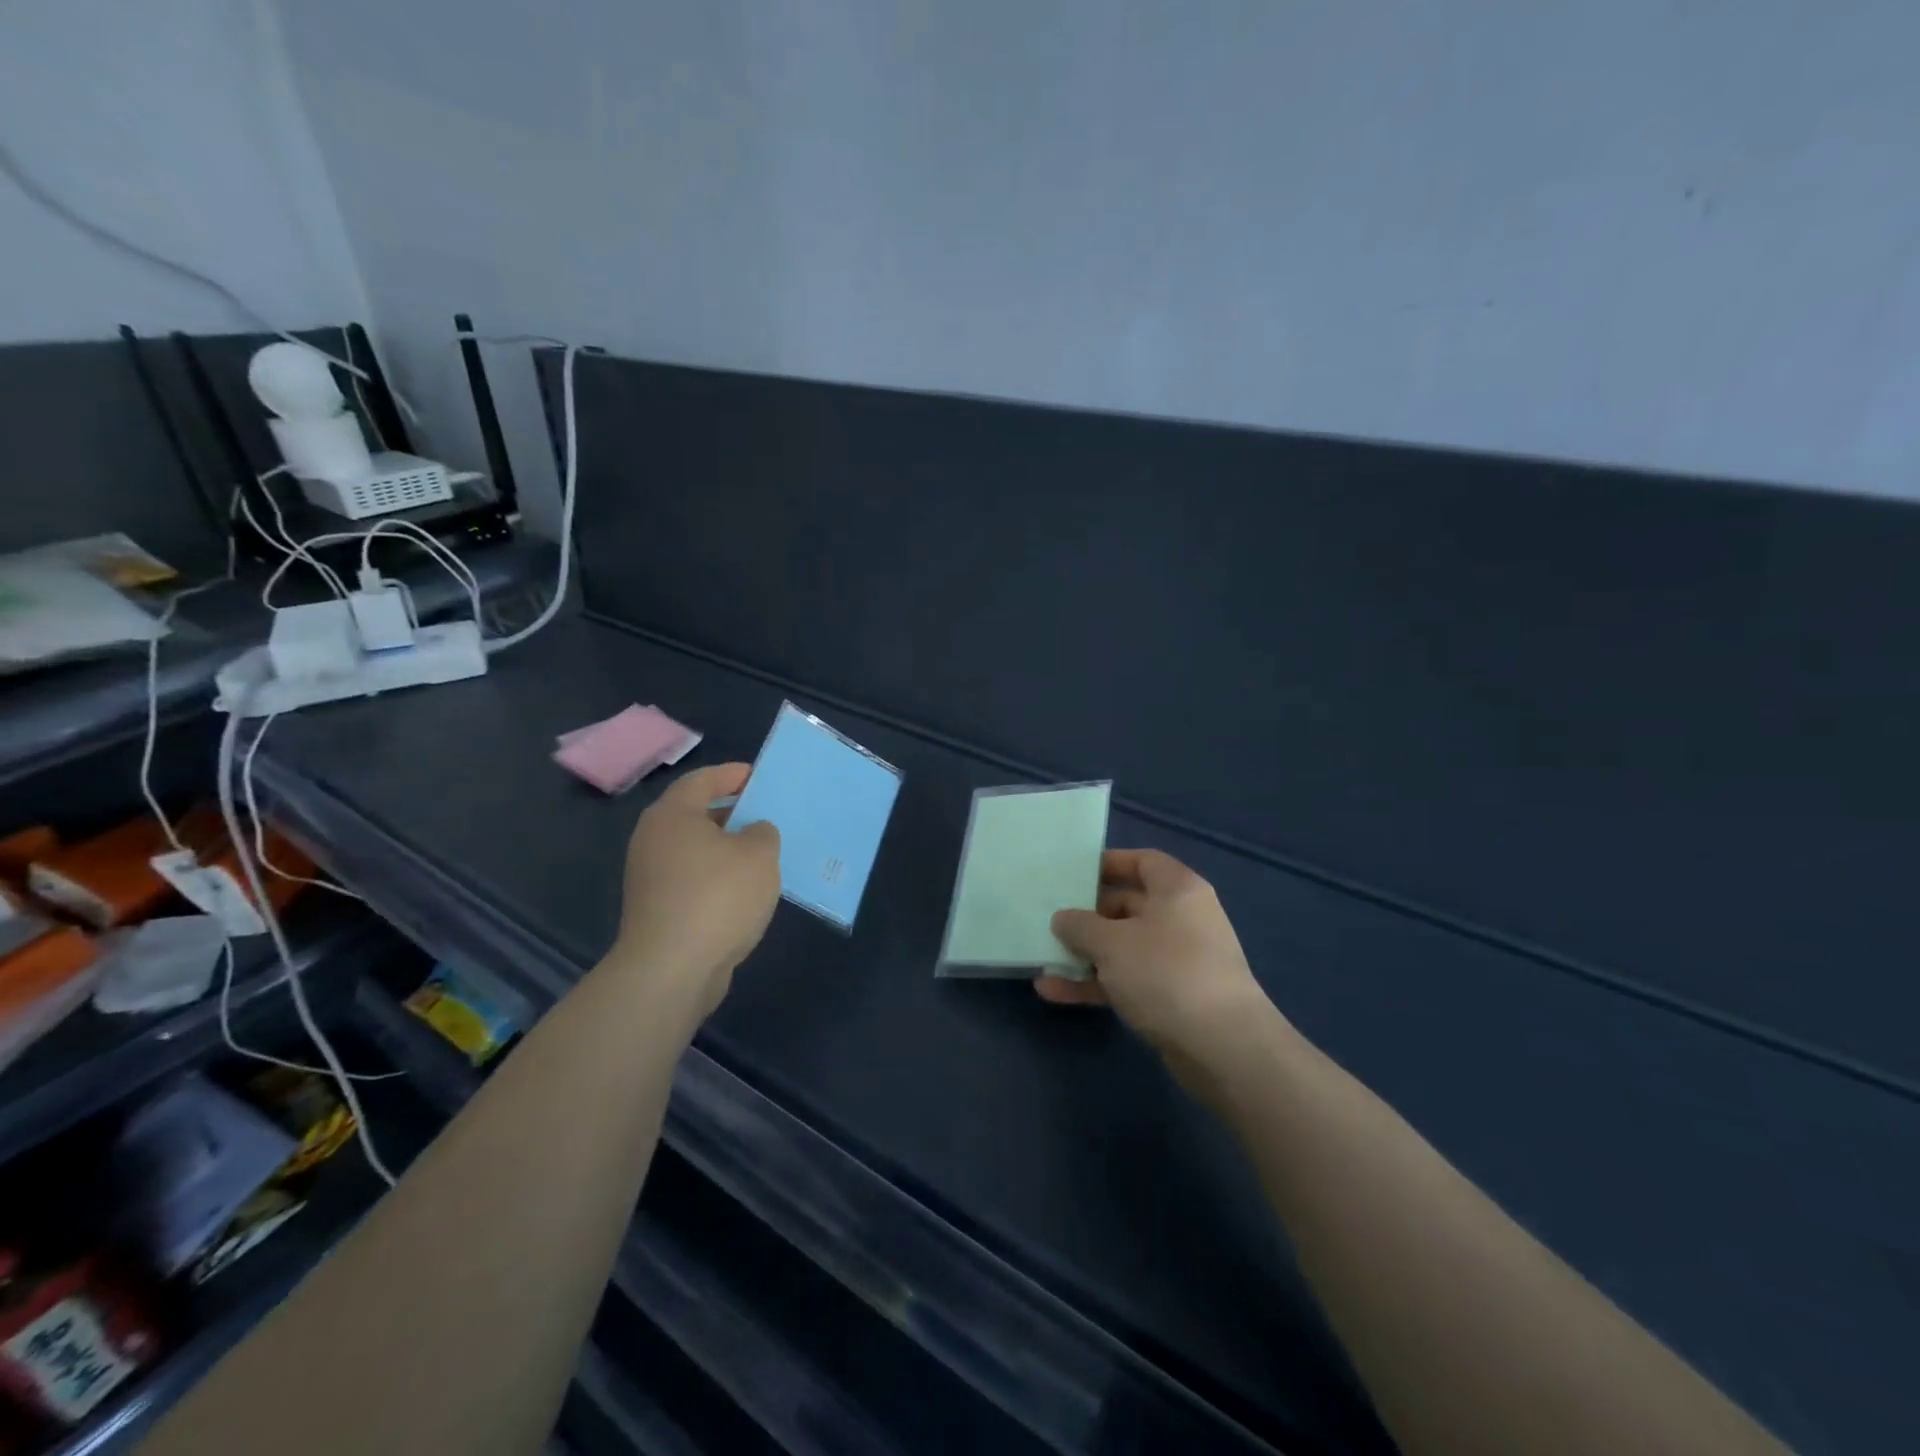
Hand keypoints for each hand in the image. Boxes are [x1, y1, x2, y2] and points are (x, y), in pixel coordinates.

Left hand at [610, 762, 781, 1020]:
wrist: (671, 970)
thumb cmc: (717, 897)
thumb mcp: (759, 855)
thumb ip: (762, 833)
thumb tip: (752, 834)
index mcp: (672, 815)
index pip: (702, 780)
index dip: (732, 775)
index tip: (758, 776)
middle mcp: (653, 840)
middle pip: (696, 815)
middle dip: (732, 813)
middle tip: (766, 815)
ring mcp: (650, 877)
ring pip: (695, 850)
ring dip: (727, 850)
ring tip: (763, 854)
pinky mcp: (656, 910)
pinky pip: (693, 880)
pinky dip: (718, 878)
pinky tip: (745, 892)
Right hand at [1039, 849, 1278, 1071]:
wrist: (1223, 1047)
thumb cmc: (1165, 973)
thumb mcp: (1111, 943)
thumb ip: (1080, 925)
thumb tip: (1063, 918)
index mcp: (1177, 890)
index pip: (1142, 861)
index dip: (1108, 864)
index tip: (1073, 874)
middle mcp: (1182, 918)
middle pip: (1129, 906)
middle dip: (1088, 915)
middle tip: (1051, 920)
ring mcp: (1179, 960)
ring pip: (1124, 947)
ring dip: (1086, 954)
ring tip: (1044, 959)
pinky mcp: (1174, 997)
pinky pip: (1128, 980)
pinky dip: (1096, 984)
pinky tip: (1054, 993)